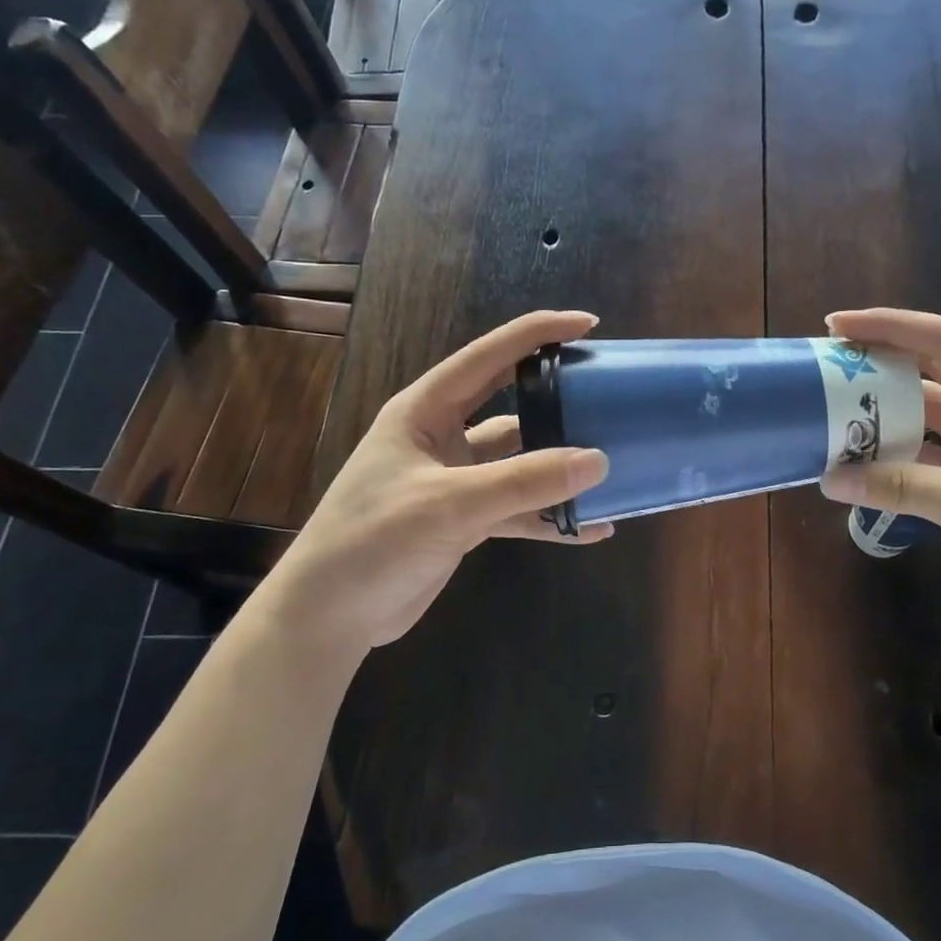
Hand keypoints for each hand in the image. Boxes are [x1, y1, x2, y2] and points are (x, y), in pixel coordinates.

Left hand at [265, 310, 611, 653]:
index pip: (488, 357)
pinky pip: (519, 509)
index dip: (537, 334)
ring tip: (611, 467)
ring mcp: (457, 481)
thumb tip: (598, 461)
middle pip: (511, 406)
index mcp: (426, 411)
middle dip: (557, 399)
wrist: (329, 616)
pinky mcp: (466, 521)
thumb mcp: (450, 504)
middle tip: (608, 393)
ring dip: (559, 469)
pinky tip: (591, 528)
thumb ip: (524, 481)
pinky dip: (551, 517)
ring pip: (521, 463)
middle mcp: (443, 438)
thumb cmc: (373, 540)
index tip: (588, 324)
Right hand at [819, 308, 940, 637]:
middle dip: (875, 368)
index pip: (940, 340)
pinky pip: (925, 459)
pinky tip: (860, 467)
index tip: (836, 326)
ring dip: (881, 419)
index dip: (888, 325)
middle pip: (926, 374)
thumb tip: (830, 478)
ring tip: (830, 419)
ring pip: (922, 419)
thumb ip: (902, 488)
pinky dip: (894, 461)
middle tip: (824, 372)